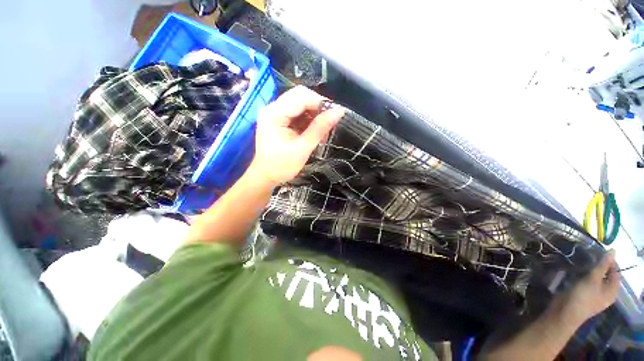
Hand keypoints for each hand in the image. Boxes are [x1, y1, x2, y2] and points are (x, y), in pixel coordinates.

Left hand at [249, 86, 344, 185]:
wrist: (266, 176)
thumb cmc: (282, 166)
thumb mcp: (303, 148)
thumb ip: (320, 128)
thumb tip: (339, 111)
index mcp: (274, 114)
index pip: (301, 96)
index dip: (320, 103)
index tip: (333, 116)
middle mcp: (272, 107)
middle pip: (300, 95)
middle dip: (317, 107)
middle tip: (327, 123)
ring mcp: (274, 112)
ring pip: (299, 102)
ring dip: (313, 113)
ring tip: (320, 130)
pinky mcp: (277, 118)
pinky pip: (296, 111)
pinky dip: (307, 119)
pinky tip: (312, 130)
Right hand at [557, 250, 619, 326]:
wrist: (565, 312)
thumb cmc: (582, 296)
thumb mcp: (593, 279)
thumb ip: (603, 265)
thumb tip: (613, 251)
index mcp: (613, 290)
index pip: (615, 271)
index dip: (609, 261)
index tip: (598, 252)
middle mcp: (607, 293)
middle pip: (606, 275)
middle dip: (598, 266)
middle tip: (589, 256)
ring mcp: (595, 295)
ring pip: (596, 279)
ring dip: (590, 271)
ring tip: (582, 262)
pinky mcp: (584, 295)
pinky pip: (588, 283)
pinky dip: (584, 276)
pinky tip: (577, 273)